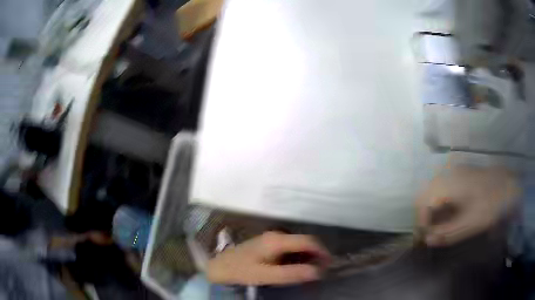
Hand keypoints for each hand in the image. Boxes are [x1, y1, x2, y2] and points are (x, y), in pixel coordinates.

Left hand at [206, 231, 330, 285]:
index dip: (322, 251)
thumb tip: (318, 272)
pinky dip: (298, 257)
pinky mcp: (268, 245)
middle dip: (317, 254)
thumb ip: (292, 273)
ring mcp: (272, 239)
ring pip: (297, 245)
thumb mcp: (266, 275)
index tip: (330, 264)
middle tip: (323, 270)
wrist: (219, 266)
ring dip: (308, 256)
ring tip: (313, 270)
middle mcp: (277, 235)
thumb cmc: (241, 270)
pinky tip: (298, 267)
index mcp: (277, 240)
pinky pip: (290, 249)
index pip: (308, 241)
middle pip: (304, 241)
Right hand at [416, 166, 519, 246]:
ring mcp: (454, 172)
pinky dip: (441, 202)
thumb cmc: (490, 205)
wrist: (507, 185)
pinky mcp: (460, 174)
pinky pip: (443, 187)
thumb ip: (447, 233)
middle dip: (425, 215)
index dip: (422, 221)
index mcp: (450, 184)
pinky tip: (449, 212)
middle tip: (431, 231)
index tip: (427, 236)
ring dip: (433, 209)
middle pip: (425, 194)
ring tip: (440, 224)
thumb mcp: (470, 224)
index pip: (423, 201)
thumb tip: (427, 240)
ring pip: (433, 190)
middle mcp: (449, 174)